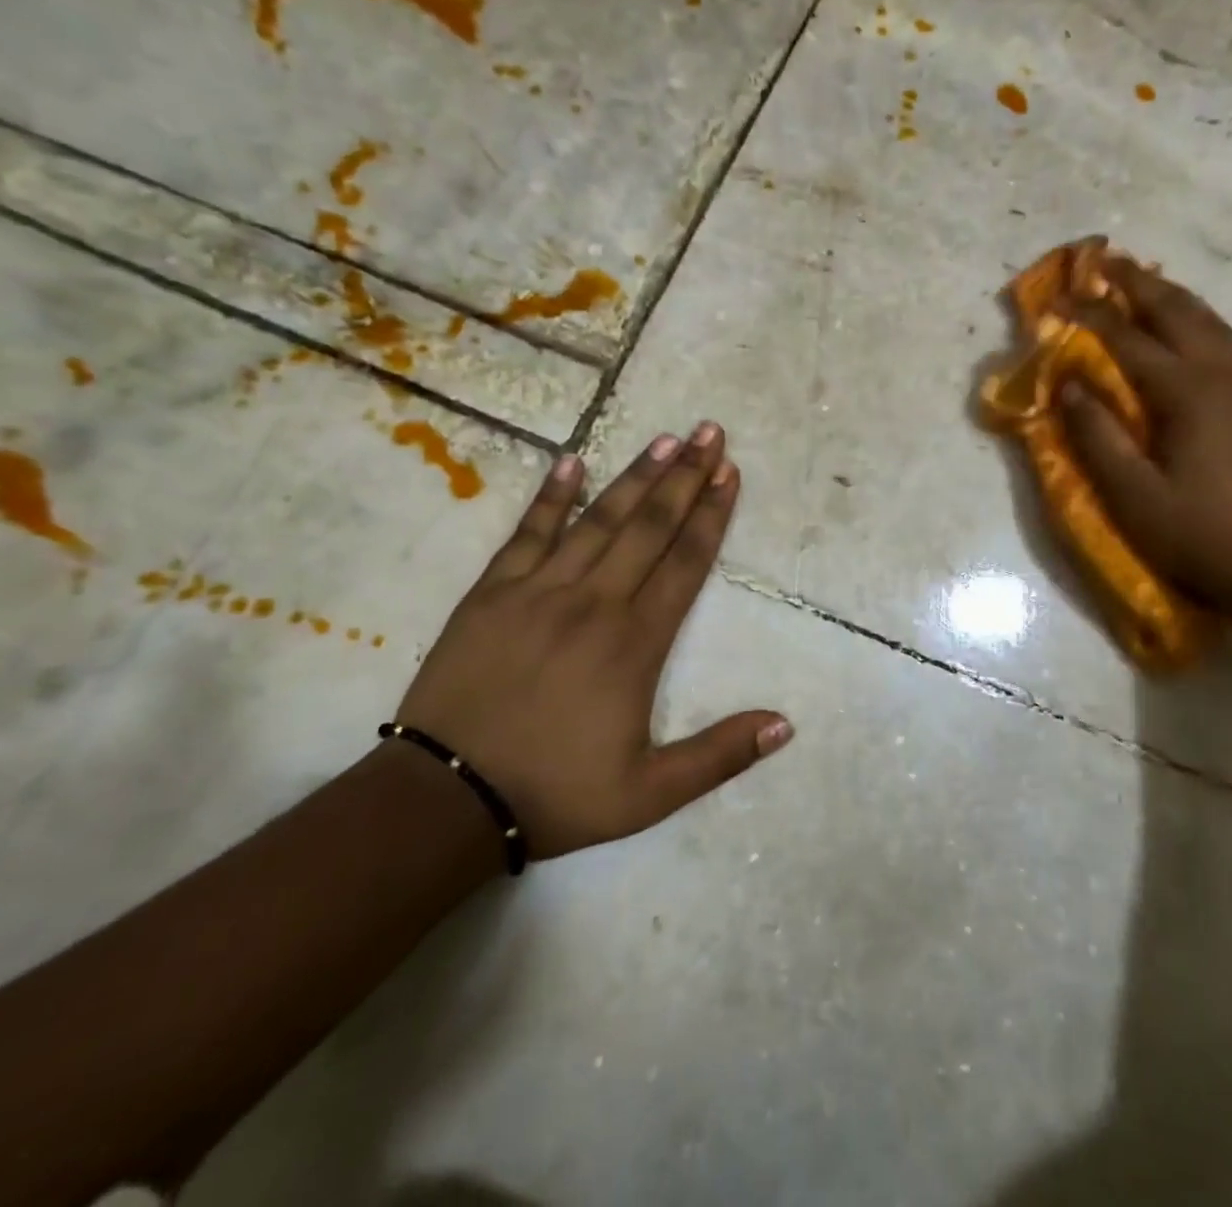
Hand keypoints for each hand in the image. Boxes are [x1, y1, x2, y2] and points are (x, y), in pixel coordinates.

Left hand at [391, 423, 792, 859]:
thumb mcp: (650, 793)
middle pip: (649, 527)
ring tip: (664, 439)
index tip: (729, 473)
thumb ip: (720, 755)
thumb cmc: (555, 792)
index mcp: (635, 642)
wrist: (446, 799)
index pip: (685, 563)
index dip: (712, 515)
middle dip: (685, 477)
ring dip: (634, 477)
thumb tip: (785, 725)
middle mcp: (594, 602)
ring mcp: (539, 591)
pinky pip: (528, 533)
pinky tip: (571, 462)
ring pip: (598, 520)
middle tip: (709, 432)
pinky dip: (551, 497)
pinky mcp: (492, 593)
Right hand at [1060, 259, 1231, 607]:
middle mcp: (1221, 374)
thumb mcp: (1130, 492)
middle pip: (1175, 311)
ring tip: (1139, 282)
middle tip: (1102, 262)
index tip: (1056, 297)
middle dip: (1135, 283)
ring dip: (1169, 294)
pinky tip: (1183, 324)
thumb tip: (1068, 384)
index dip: (1088, 314)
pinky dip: (1195, 318)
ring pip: (1206, 319)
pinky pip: (1223, 339)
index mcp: (1186, 393)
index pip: (1127, 338)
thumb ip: (1096, 435)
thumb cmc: (1192, 532)